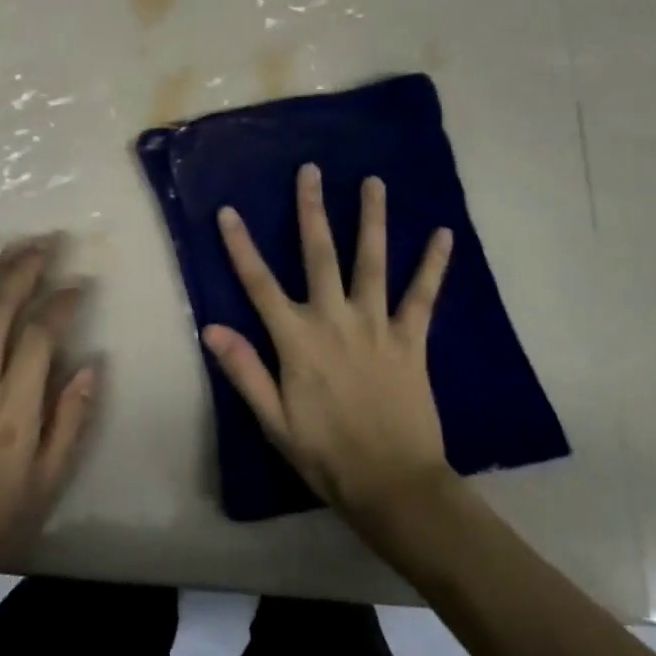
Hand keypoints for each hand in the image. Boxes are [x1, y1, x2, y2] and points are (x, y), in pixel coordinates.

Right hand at [204, 165, 456, 529]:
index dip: (241, 245)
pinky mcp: (411, 338)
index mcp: (297, 340)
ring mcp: (376, 325)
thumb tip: (210, 327)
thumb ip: (244, 369)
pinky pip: (423, 295)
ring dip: (372, 218)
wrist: (394, 485)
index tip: (228, 211)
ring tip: (373, 181)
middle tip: (310, 170)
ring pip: (372, 261)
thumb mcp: (273, 421)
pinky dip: (433, 264)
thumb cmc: (326, 455)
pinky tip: (444, 235)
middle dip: (312, 209)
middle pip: (319, 253)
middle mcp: (334, 319)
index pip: (259, 283)